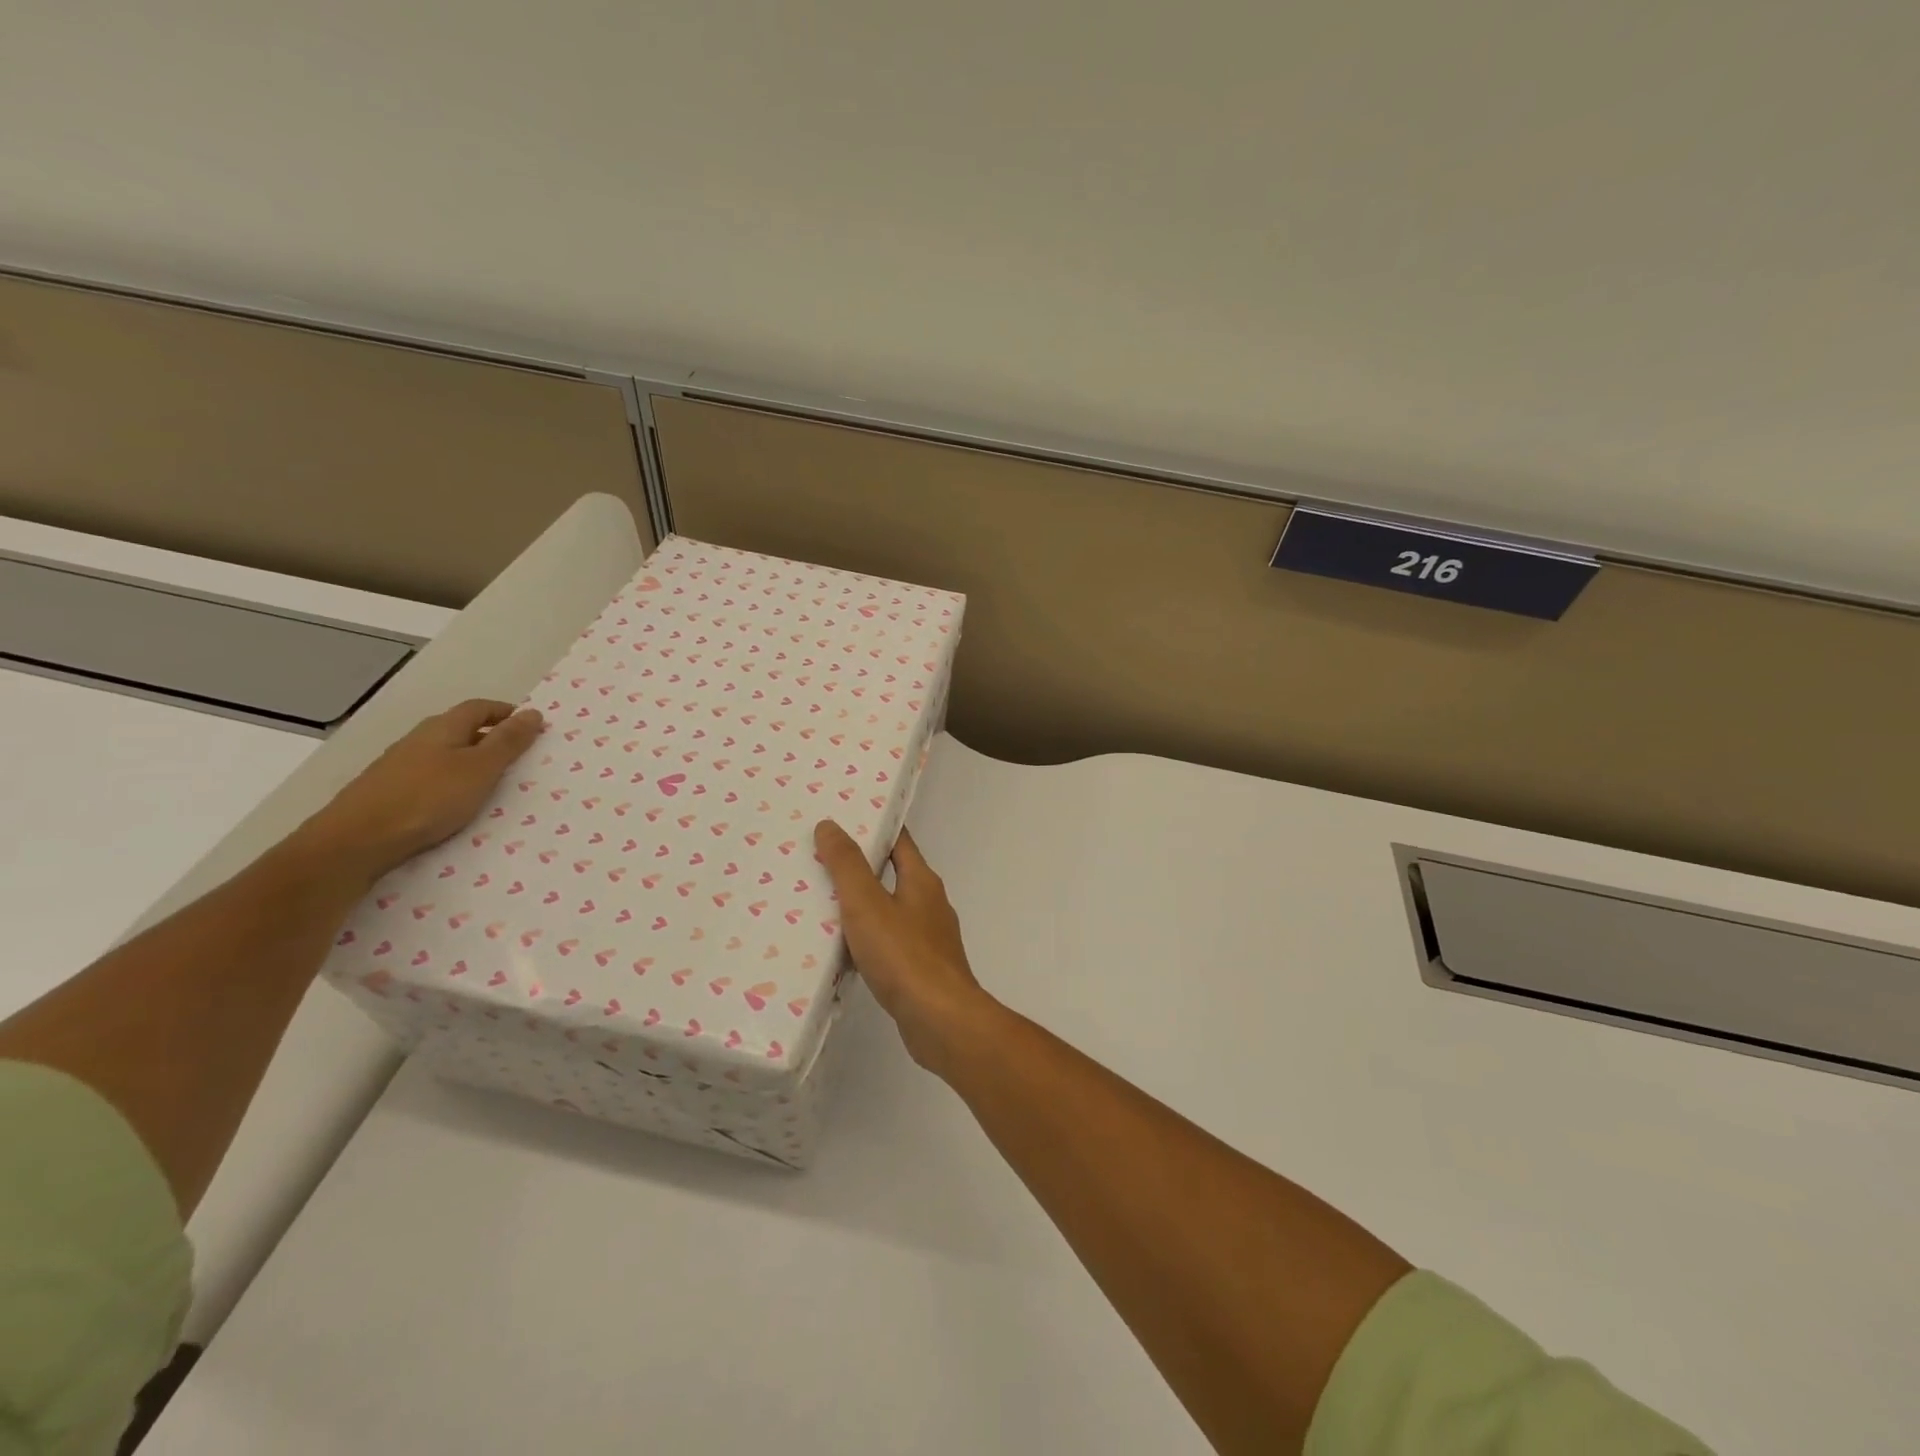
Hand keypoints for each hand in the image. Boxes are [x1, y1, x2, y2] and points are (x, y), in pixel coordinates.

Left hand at [295, 700, 544, 884]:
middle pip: (460, 729)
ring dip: (470, 762)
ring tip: (492, 783)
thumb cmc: (428, 798)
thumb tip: (533, 712)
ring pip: (444, 754)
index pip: (479, 708)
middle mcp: (418, 739)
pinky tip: (456, 804)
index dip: (505, 713)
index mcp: (442, 728)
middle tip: (518, 756)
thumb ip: (508, 742)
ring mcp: (399, 766)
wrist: (357, 841)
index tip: (530, 726)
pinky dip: (451, 783)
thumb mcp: (480, 769)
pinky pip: (430, 778)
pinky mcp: (388, 791)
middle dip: (490, 737)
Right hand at [814, 821, 999, 1074]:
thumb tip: (830, 825)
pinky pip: (889, 943)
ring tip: (822, 902)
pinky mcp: (922, 970)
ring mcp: (929, 938)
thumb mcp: (867, 904)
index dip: (873, 827)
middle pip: (893, 873)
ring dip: (862, 905)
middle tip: (820, 860)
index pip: (899, 841)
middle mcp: (930, 904)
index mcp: (922, 880)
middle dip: (861, 866)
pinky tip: (842, 950)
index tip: (842, 820)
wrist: (940, 1021)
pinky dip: (867, 939)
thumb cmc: (904, 956)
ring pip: (890, 910)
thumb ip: (847, 865)